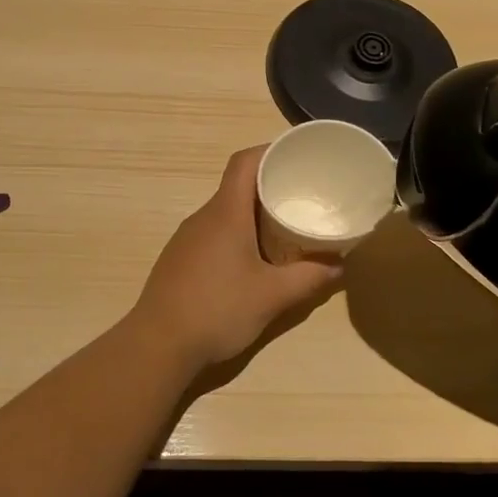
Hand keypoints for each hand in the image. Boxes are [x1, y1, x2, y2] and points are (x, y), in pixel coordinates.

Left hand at [132, 147, 343, 368]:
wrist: (158, 344)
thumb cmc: (218, 310)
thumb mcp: (272, 296)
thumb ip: (310, 278)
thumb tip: (339, 265)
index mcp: (225, 213)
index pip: (244, 162)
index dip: (269, 151)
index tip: (297, 157)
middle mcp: (203, 217)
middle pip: (237, 185)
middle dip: (270, 185)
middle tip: (303, 196)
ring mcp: (187, 238)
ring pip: (225, 211)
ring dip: (253, 213)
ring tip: (284, 227)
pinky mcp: (180, 259)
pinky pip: (214, 233)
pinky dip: (237, 234)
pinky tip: (253, 259)